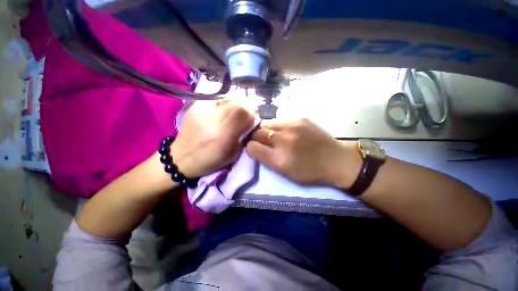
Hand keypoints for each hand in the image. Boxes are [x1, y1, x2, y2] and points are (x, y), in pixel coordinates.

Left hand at [171, 100, 254, 177]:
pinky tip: (222, 112)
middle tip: (245, 115)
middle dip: (246, 107)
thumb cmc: (209, 161)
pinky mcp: (195, 106)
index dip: (252, 115)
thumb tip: (249, 122)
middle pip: (237, 102)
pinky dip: (224, 104)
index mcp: (223, 135)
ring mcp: (202, 110)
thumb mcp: (232, 155)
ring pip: (227, 97)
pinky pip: (217, 99)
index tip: (252, 121)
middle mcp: (212, 119)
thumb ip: (242, 137)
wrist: (180, 158)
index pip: (244, 113)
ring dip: (236, 104)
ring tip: (234, 113)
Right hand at [246, 118, 361, 187]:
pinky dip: (279, 126)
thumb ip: (267, 160)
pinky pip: (280, 120)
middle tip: (263, 142)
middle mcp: (283, 140)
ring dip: (267, 130)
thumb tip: (256, 147)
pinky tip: (287, 132)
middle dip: (256, 137)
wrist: (336, 160)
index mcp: (278, 159)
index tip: (255, 149)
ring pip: (267, 123)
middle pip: (257, 133)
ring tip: (274, 135)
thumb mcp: (285, 173)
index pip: (251, 147)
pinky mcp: (300, 118)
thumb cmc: (310, 172)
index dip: (251, 148)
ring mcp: (292, 126)